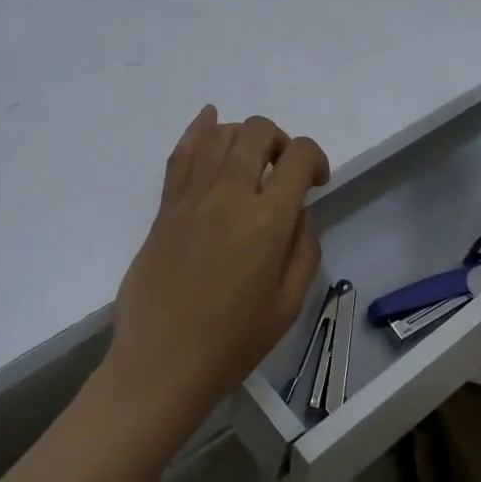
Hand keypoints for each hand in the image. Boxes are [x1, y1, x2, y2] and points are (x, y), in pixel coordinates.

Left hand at [106, 107, 329, 423]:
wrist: (163, 361)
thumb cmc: (233, 342)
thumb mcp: (289, 304)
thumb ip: (303, 250)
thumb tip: (296, 214)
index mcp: (266, 221)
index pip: (298, 156)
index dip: (316, 158)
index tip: (317, 183)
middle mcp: (227, 196)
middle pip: (257, 132)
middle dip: (280, 140)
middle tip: (283, 171)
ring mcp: (190, 198)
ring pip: (219, 135)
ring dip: (243, 135)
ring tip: (250, 159)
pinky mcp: (164, 208)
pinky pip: (181, 155)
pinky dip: (198, 130)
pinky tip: (209, 120)